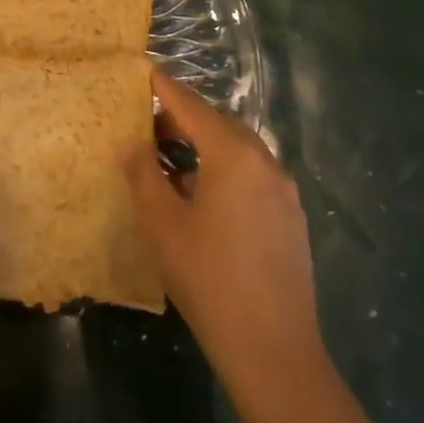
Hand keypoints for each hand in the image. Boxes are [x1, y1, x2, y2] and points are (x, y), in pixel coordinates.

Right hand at [122, 68, 326, 397]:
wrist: (274, 352)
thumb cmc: (208, 279)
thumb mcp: (162, 224)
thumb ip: (143, 174)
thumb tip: (132, 143)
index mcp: (233, 155)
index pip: (192, 107)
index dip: (166, 88)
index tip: (146, 70)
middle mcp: (264, 163)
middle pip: (219, 123)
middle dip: (185, 115)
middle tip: (150, 119)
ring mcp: (283, 192)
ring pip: (239, 149)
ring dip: (206, 143)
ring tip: (172, 155)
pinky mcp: (291, 218)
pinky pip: (253, 174)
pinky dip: (225, 167)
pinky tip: (204, 193)